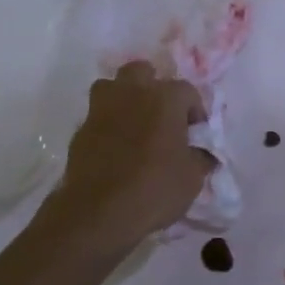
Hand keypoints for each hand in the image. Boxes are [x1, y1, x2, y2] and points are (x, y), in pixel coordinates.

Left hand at [47, 62, 212, 249]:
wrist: (99, 212)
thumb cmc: (155, 189)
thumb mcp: (192, 178)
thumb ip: (201, 157)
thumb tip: (204, 153)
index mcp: (164, 98)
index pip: (187, 91)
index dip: (195, 110)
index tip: (196, 133)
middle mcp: (131, 93)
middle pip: (142, 72)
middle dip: (153, 87)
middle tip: (162, 116)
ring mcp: (101, 108)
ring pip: (113, 87)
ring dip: (124, 98)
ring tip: (134, 123)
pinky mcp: (81, 129)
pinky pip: (98, 115)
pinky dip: (108, 124)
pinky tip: (115, 147)